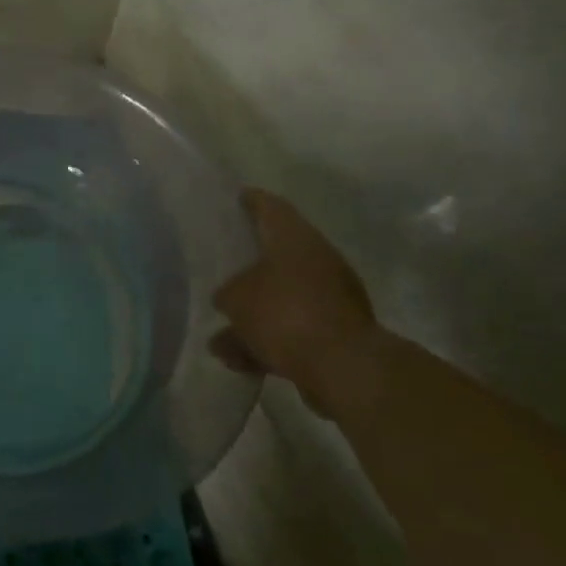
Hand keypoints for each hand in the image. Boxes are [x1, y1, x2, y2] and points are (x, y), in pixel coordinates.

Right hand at [212, 188, 376, 409]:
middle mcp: (318, 259)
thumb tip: (227, 299)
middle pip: (279, 253)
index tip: (236, 198)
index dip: (251, 201)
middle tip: (224, 266)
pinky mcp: (337, 332)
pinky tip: (242, 362)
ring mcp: (332, 297)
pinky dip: (271, 341)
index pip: (270, 206)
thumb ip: (226, 294)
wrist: (343, 367)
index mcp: (295, 238)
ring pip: (284, 297)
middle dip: (251, 265)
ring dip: (256, 313)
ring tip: (222, 338)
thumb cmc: (284, 313)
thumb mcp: (236, 299)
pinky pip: (294, 329)